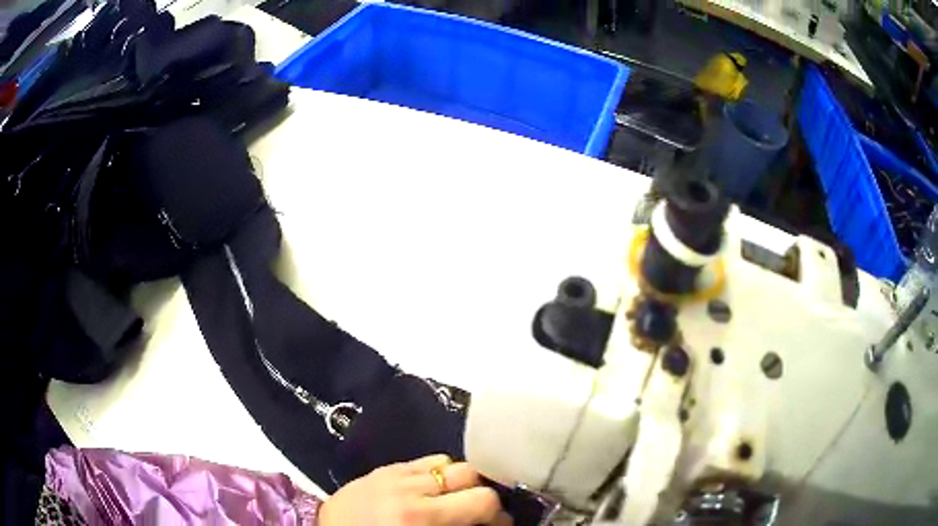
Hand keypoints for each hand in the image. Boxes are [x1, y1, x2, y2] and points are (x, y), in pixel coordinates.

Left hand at [318, 454, 511, 525]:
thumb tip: (488, 521)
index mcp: (420, 517)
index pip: (482, 501)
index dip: (500, 515)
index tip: (501, 523)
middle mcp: (410, 489)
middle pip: (470, 474)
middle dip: (482, 492)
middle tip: (479, 510)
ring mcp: (394, 474)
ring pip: (448, 462)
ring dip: (459, 480)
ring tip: (454, 497)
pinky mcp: (383, 468)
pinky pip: (423, 460)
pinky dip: (436, 472)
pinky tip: (431, 487)